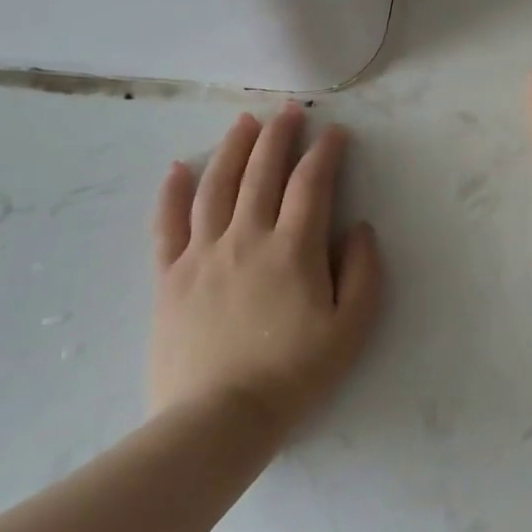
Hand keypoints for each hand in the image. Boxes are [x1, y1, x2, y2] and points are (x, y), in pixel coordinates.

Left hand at [150, 104, 382, 434]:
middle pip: (262, 172)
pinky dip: (173, 192)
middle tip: (289, 111)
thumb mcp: (352, 327)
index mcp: (293, 248)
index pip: (311, 183)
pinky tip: (178, 168)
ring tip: (244, 122)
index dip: (325, 152)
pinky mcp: (170, 276)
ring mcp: (203, 254)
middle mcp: (247, 237)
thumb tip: (359, 227)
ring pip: (216, 186)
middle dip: (279, 135)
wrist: (218, 420)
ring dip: (232, 148)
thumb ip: (363, 271)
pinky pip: (168, 224)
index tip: (335, 133)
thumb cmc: (294, 373)